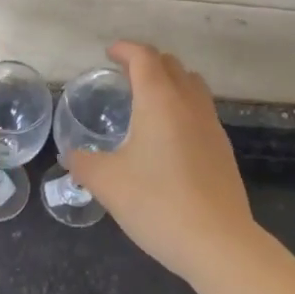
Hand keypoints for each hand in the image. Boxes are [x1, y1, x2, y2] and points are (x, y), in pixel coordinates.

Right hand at [68, 41, 258, 284]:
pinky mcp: (223, 150)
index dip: (125, 50)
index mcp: (159, 100)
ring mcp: (211, 126)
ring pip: (192, 86)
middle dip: (147, 62)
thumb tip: (71, 155)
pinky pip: (201, 112)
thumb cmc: (157, 203)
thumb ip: (83, 163)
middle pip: (171, 65)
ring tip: (148, 101)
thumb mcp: (107, 183)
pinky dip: (183, 108)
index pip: (144, 57)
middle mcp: (189, 104)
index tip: (109, 53)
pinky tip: (168, 138)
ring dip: (170, 82)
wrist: (219, 243)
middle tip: (125, 75)